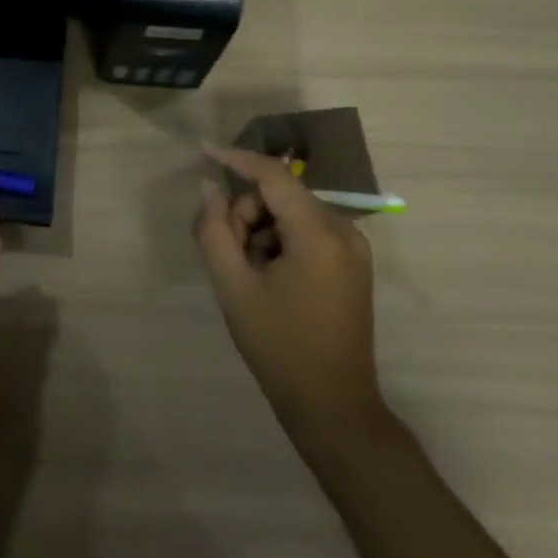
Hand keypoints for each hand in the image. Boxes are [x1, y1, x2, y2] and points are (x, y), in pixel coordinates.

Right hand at [192, 146, 383, 433]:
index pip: (274, 176)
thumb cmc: (278, 346)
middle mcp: (345, 232)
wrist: (332, 405)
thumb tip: (208, 188)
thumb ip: (214, 230)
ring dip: (262, 231)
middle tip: (230, 255)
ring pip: (292, 212)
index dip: (237, 159)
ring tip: (250, 274)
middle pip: (281, 195)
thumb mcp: (234, 288)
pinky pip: (307, 231)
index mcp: (320, 235)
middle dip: (247, 214)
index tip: (204, 151)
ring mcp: (354, 248)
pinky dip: (281, 242)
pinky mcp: (353, 263)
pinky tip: (270, 278)